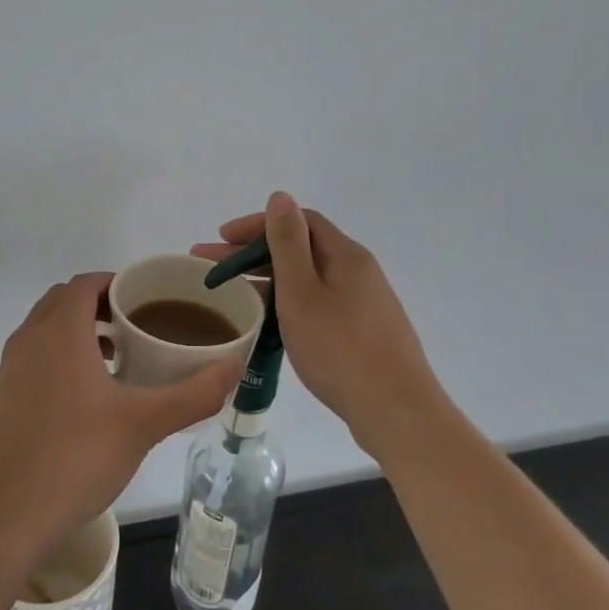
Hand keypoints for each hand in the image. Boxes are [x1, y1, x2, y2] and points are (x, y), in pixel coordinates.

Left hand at [0, 273, 243, 570]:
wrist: (3, 518)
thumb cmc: (75, 460)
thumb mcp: (143, 425)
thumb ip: (193, 393)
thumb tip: (236, 366)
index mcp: (59, 333)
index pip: (85, 283)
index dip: (116, 282)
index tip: (147, 300)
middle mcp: (27, 341)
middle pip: (63, 300)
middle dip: (99, 304)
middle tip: (137, 325)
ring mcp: (8, 370)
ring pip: (45, 329)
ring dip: (78, 330)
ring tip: (116, 358)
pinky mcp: (0, 397)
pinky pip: (33, 356)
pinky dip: (59, 356)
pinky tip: (85, 397)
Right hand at [195, 192, 443, 455]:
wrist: (396, 413)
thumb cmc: (341, 349)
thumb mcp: (302, 292)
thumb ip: (287, 243)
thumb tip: (280, 196)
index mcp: (346, 256)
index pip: (299, 221)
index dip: (258, 224)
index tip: (221, 239)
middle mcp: (358, 272)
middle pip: (301, 249)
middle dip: (253, 254)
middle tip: (211, 269)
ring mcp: (363, 304)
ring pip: (308, 280)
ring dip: (268, 280)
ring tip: (232, 295)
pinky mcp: (362, 333)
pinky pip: (317, 304)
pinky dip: (288, 304)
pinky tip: (269, 323)